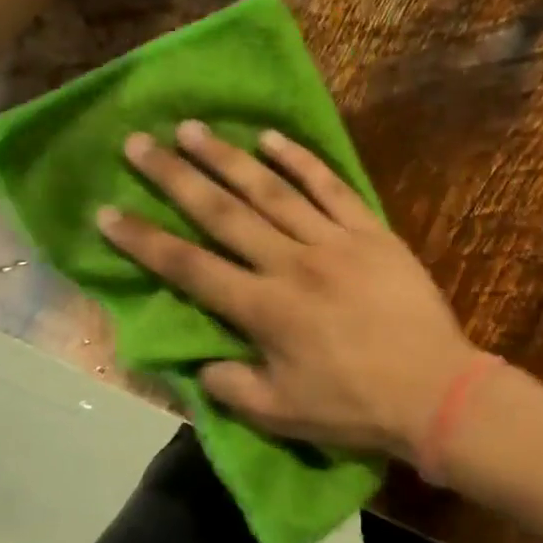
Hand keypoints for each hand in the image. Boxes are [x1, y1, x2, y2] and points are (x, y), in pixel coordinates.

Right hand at [97, 121, 478, 459]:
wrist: (435, 389)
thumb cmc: (356, 406)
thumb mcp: (282, 413)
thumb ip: (231, 386)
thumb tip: (198, 364)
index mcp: (264, 309)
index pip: (189, 267)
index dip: (144, 241)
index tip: (107, 212)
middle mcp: (291, 264)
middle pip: (223, 213)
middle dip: (175, 178)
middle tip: (139, 143)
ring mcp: (334, 242)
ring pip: (272, 190)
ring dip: (229, 158)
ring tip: (192, 129)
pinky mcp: (372, 232)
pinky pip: (331, 188)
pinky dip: (301, 162)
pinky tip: (272, 139)